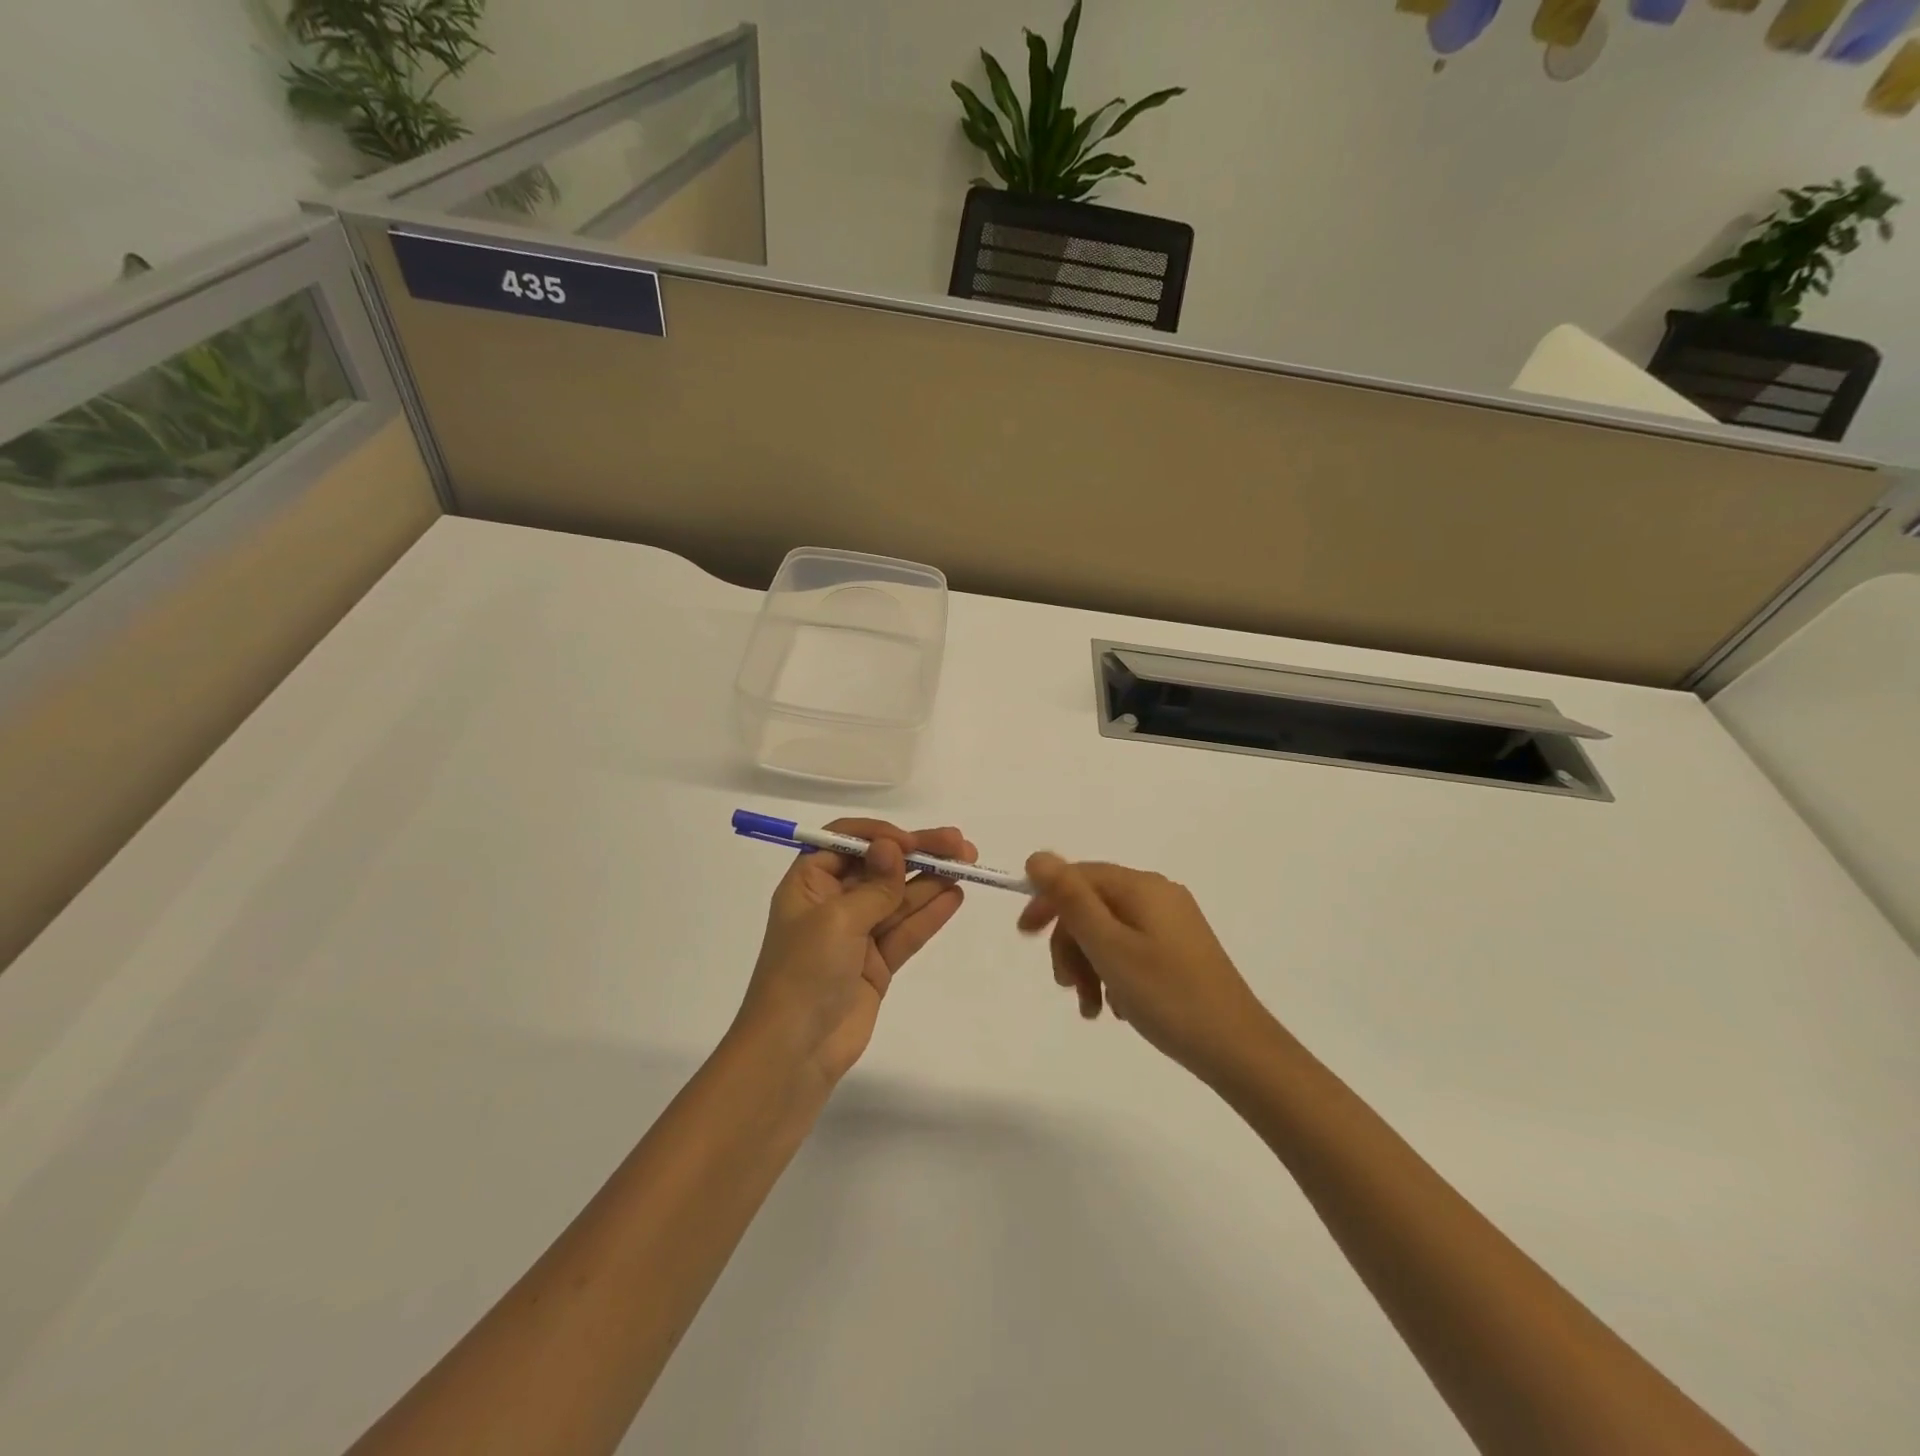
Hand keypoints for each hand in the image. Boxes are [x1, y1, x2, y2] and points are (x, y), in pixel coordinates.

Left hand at [736, 820, 975, 1087]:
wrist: (795, 1051)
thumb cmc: (804, 972)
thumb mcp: (837, 920)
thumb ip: (874, 884)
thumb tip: (893, 845)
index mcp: (810, 883)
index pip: (846, 841)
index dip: (881, 836)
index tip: (912, 842)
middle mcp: (832, 902)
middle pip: (880, 867)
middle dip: (919, 854)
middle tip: (961, 845)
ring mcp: (857, 934)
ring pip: (899, 897)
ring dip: (931, 880)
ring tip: (968, 865)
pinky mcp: (876, 963)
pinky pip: (906, 930)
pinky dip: (929, 913)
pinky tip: (955, 896)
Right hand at [1017, 854, 1271, 1083]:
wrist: (1238, 1050)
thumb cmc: (1167, 995)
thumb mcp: (1109, 946)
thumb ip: (1071, 899)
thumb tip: (1038, 856)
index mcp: (1141, 887)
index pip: (1078, 876)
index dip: (1046, 901)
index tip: (1024, 936)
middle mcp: (1158, 895)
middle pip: (1092, 905)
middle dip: (1071, 944)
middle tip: (1067, 988)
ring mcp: (1172, 923)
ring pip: (1108, 931)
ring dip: (1089, 965)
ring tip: (1091, 1008)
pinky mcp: (1180, 950)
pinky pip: (1130, 949)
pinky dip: (1113, 973)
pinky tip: (1117, 1007)